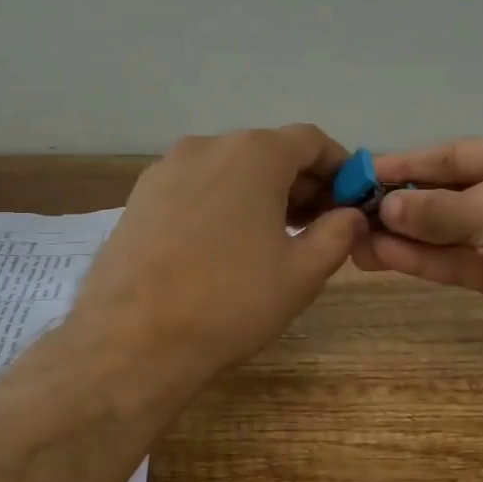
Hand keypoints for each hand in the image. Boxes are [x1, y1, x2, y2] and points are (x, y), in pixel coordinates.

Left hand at [71, 125, 367, 392]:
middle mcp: (207, 146)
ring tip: (270, 241)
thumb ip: (338, 233)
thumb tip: (350, 214)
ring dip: (259, 194)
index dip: (338, 169)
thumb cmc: (231, 301)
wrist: (132, 340)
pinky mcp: (139, 196)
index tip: (349, 203)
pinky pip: (195, 188)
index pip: (311, 141)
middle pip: (268, 152)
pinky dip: (220, 204)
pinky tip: (222, 247)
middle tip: (316, 227)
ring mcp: (166, 169)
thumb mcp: (303, 272)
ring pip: (229, 169)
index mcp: (254, 154)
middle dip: (299, 183)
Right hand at [353, 136, 482, 373]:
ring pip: (448, 231)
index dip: (408, 163)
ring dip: (405, 236)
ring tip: (356, 242)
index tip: (364, 172)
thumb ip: (434, 208)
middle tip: (352, 212)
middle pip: (449, 192)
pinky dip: (424, 259)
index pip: (455, 154)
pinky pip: (457, 260)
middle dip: (403, 204)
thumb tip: (386, 207)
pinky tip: (384, 257)